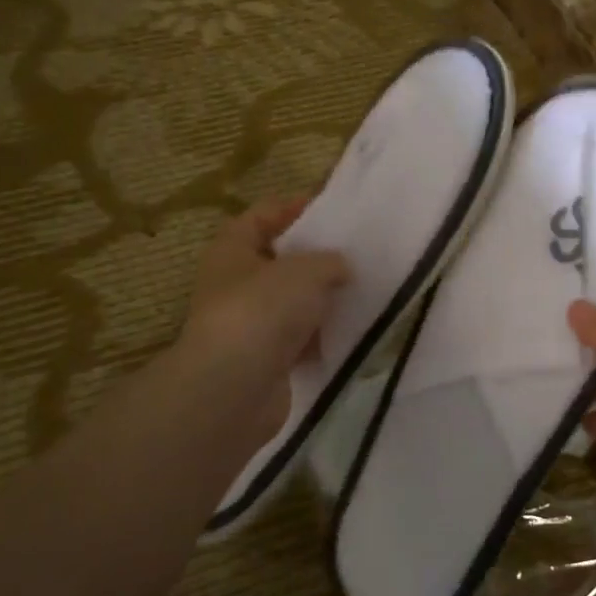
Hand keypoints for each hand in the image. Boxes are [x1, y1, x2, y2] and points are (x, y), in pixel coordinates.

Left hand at [177, 198, 349, 447]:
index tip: (333, 208)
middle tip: (356, 252)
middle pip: (279, 261)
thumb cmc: (263, 310)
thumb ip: (330, 261)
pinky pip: (300, 339)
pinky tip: (352, 331)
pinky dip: (322, 336)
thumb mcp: (305, 270)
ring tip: (362, 290)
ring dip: (322, 299)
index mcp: (232, 249)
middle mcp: (235, 284)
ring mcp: (249, 324)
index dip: (294, 207)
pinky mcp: (266, 360)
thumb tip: (341, 268)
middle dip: (315, 257)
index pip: (263, 215)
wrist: (235, 388)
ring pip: (292, 303)